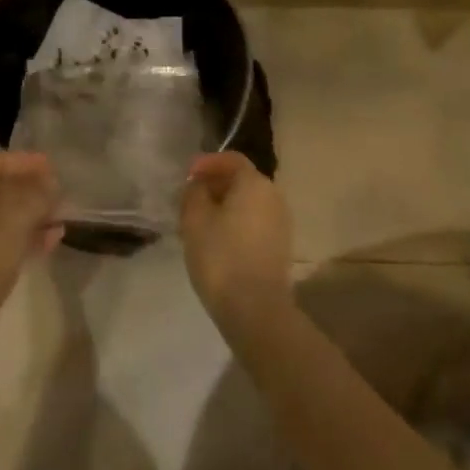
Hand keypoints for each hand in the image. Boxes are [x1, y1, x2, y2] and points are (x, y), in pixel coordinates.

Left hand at [0, 151, 62, 321]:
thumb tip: (50, 183)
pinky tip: (50, 241)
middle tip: (59, 195)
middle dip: (31, 191)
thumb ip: (39, 192)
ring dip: (31, 215)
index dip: (27, 162)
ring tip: (60, 219)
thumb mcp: (19, 215)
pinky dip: (21, 236)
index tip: (54, 168)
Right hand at [181, 152, 291, 332]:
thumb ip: (194, 193)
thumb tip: (199, 186)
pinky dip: (236, 223)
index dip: (207, 163)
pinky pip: (255, 223)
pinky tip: (217, 241)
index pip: (231, 159)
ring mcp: (281, 222)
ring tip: (200, 222)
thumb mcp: (195, 219)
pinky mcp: (281, 247)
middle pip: (242, 180)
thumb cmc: (221, 256)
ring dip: (225, 206)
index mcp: (255, 182)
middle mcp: (274, 196)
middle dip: (215, 185)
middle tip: (190, 199)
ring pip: (248, 203)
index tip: (187, 175)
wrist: (256, 310)